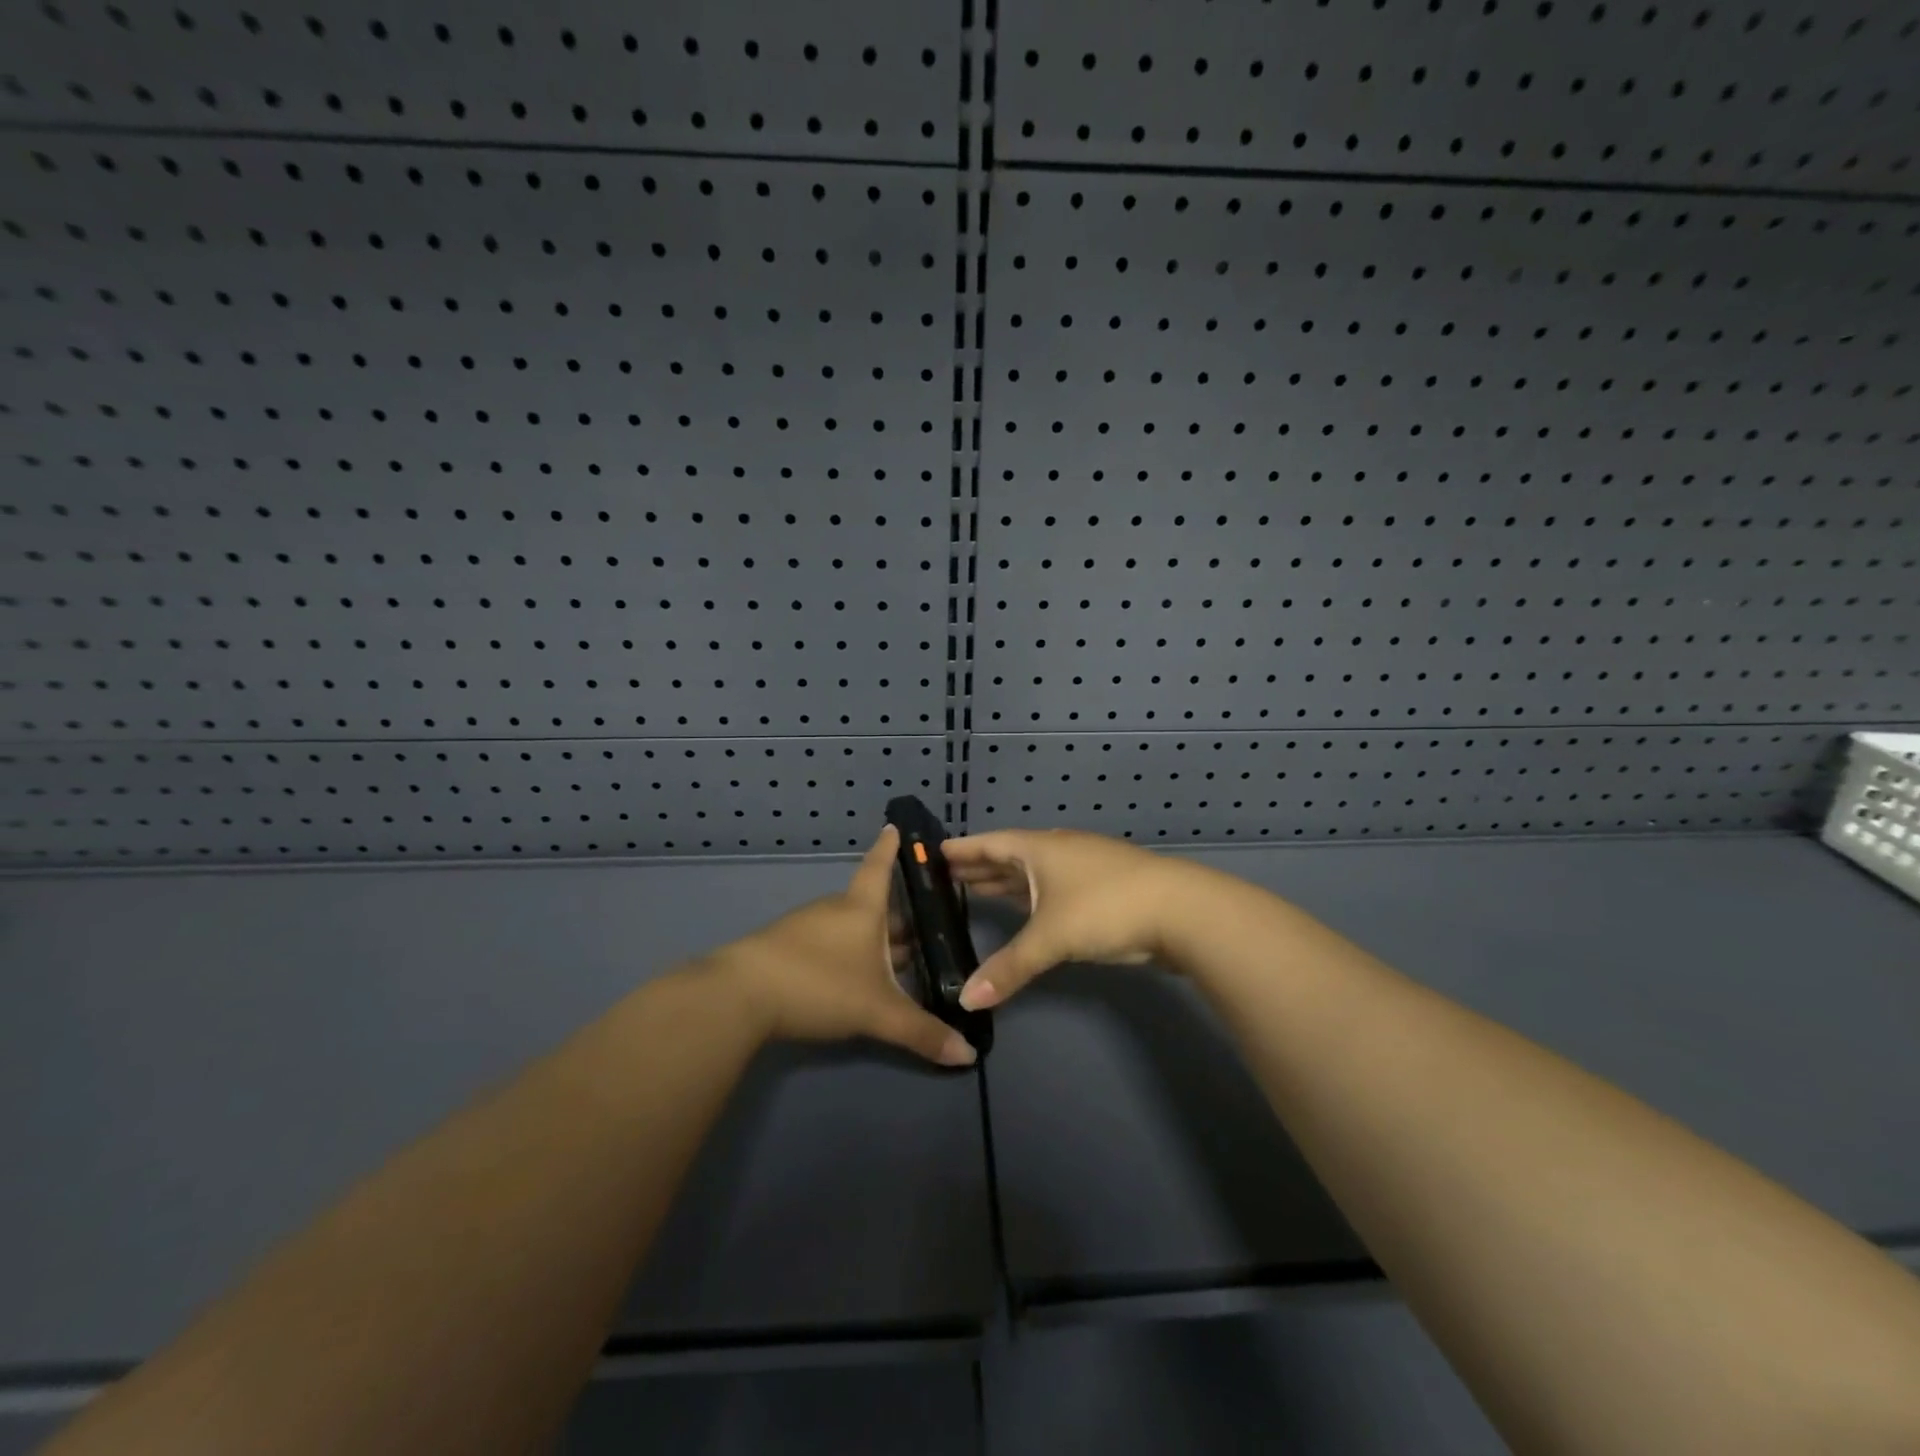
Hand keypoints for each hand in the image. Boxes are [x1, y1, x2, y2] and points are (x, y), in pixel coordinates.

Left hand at [713, 826, 976, 1066]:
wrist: (739, 995)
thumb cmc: (819, 984)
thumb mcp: (877, 1012)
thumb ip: (922, 1033)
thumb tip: (969, 1055)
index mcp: (862, 909)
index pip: (880, 868)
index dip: (890, 849)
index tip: (894, 825)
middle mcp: (834, 910)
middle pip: (871, 906)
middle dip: (896, 917)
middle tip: (924, 930)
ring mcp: (804, 928)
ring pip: (848, 927)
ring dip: (872, 940)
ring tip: (895, 959)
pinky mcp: (782, 949)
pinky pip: (825, 944)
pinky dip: (845, 954)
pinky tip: (850, 979)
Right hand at [941, 829, 1188, 1009]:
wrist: (1181, 911)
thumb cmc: (1105, 908)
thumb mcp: (1051, 938)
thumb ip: (1009, 968)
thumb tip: (966, 1000)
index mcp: (1040, 849)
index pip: (991, 843)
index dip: (964, 849)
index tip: (936, 852)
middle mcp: (1059, 851)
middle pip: (1011, 856)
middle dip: (981, 867)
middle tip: (948, 877)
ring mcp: (1085, 867)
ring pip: (1035, 873)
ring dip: (1008, 882)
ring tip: (977, 890)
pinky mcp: (1104, 888)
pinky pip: (1054, 888)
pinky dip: (1033, 896)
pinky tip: (1026, 909)